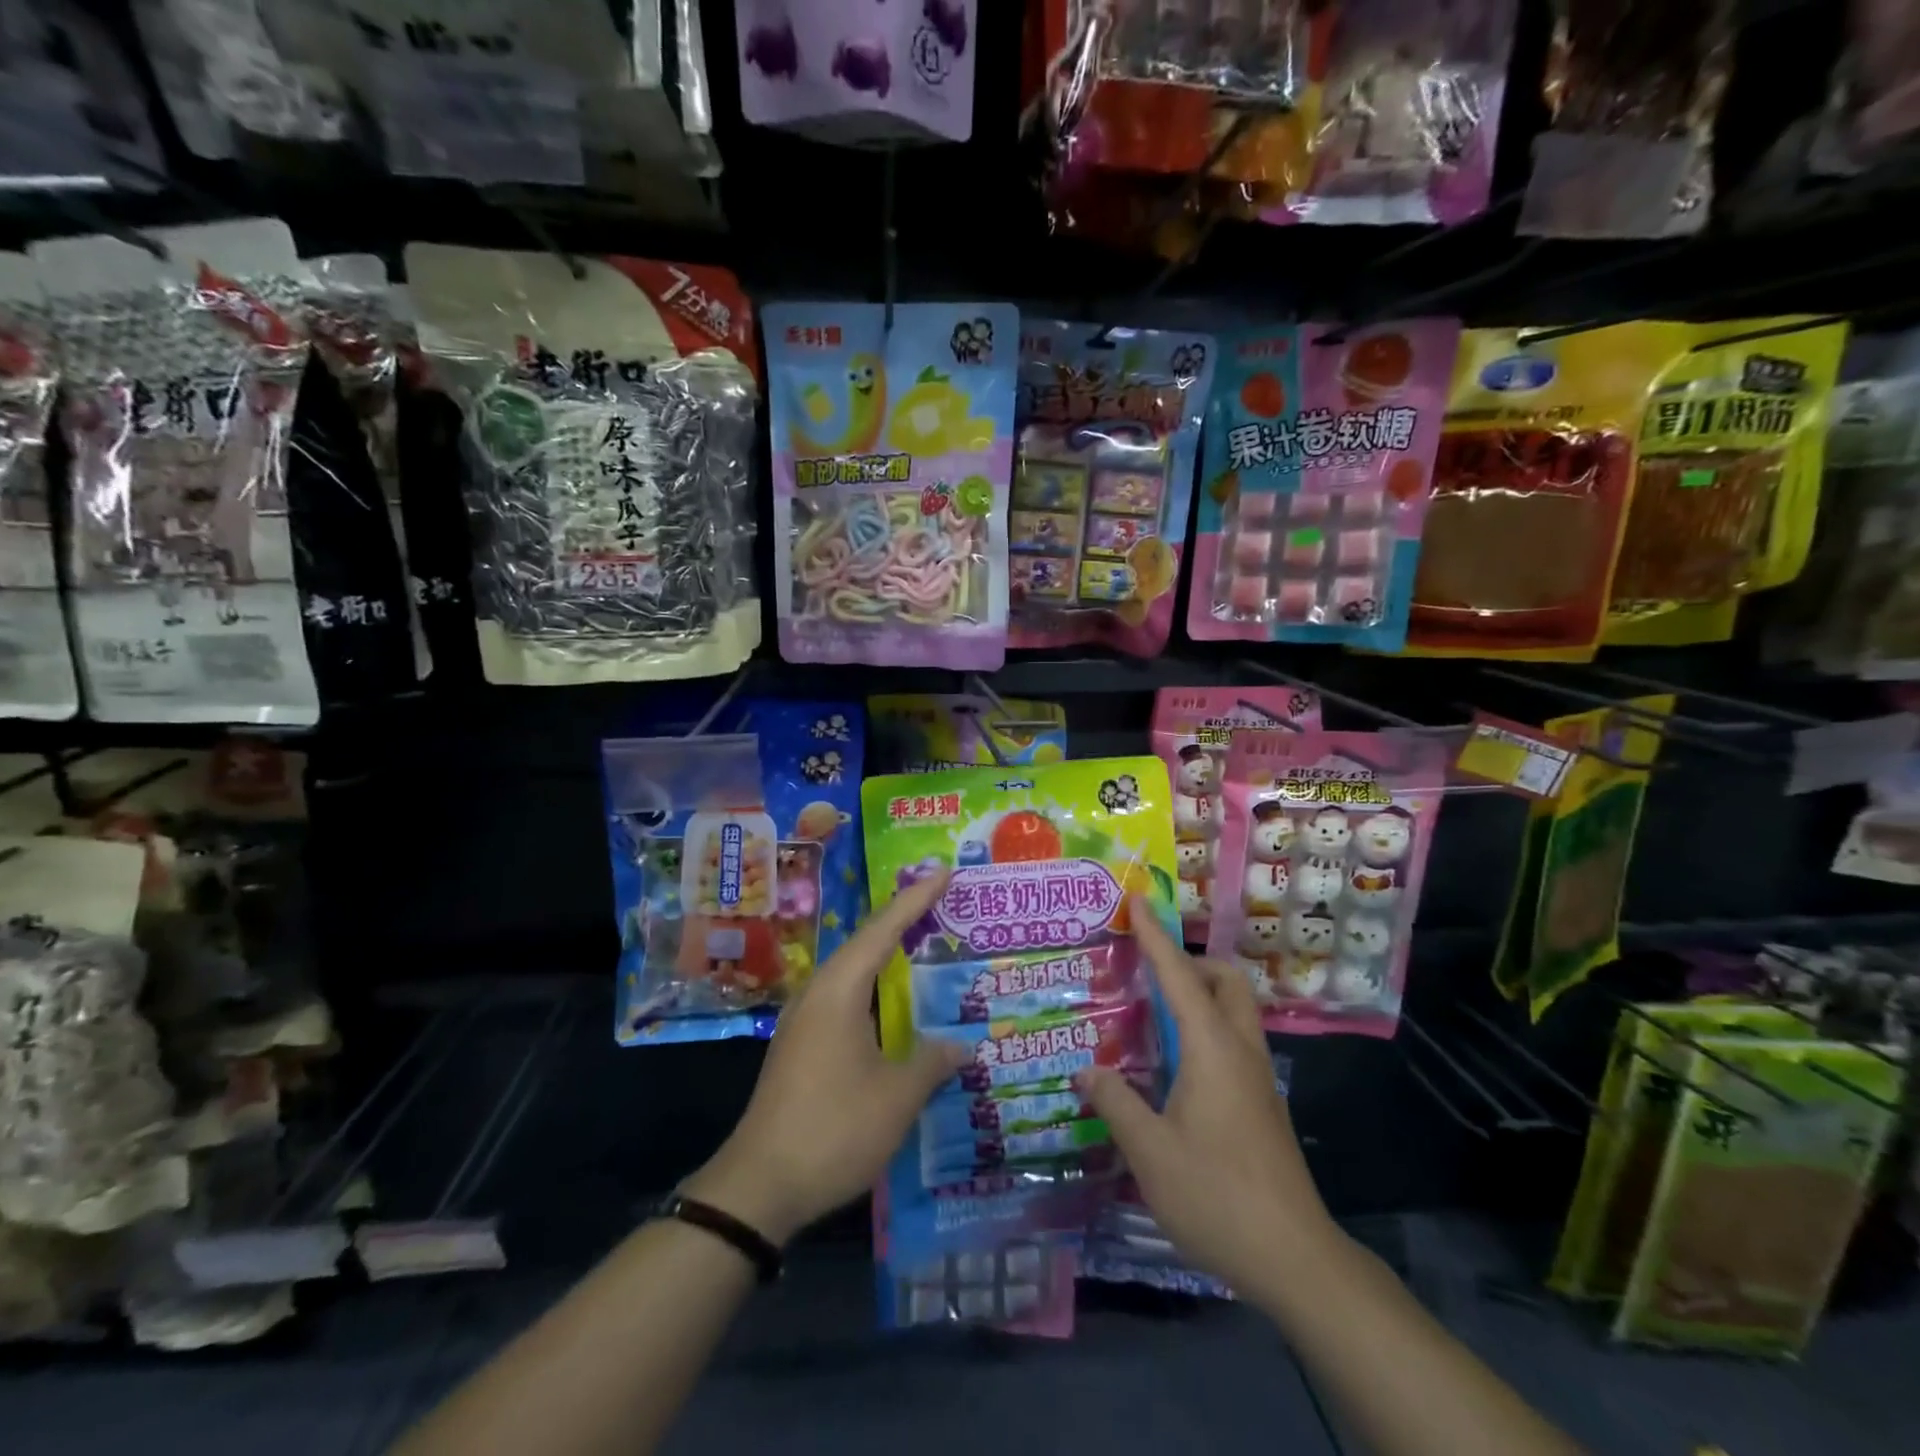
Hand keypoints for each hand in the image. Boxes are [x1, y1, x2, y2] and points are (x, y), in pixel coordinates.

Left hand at [682, 870, 961, 1244]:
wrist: (758, 1185)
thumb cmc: (833, 1128)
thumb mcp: (897, 1097)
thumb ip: (932, 1063)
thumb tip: (963, 1046)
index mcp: (840, 990)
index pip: (884, 929)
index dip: (916, 899)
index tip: (943, 871)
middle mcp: (818, 993)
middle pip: (865, 943)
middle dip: (903, 920)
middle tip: (942, 902)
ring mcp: (804, 1019)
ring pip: (852, 971)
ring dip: (886, 955)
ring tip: (923, 943)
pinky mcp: (800, 1044)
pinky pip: (843, 997)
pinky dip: (873, 987)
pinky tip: (892, 1004)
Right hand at [1075, 902, 1337, 1301]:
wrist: (1295, 1259)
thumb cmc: (1217, 1195)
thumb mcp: (1150, 1152)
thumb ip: (1116, 1102)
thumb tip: (1086, 1070)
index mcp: (1213, 1049)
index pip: (1179, 976)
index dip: (1155, 937)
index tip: (1138, 902)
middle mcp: (1241, 1051)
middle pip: (1226, 982)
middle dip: (1191, 962)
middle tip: (1149, 972)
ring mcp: (1258, 1079)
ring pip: (1234, 1012)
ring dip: (1200, 995)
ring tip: (1154, 1012)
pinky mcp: (1262, 1104)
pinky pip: (1233, 1041)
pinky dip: (1205, 1028)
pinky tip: (1174, 1065)